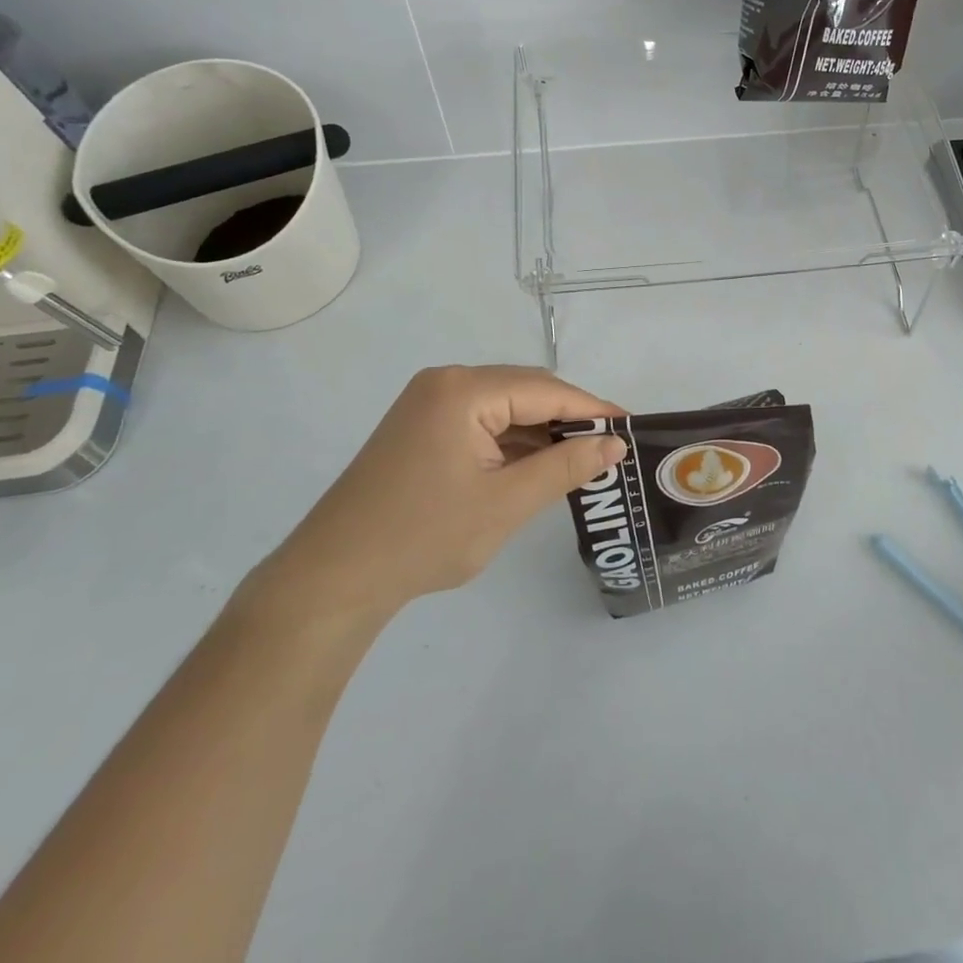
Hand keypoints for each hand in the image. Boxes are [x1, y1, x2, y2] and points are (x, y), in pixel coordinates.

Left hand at [247, 365, 625, 634]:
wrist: (331, 579)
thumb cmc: (423, 538)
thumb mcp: (506, 504)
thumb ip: (565, 467)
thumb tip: (614, 444)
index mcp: (464, 390)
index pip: (545, 389)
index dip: (592, 408)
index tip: (631, 428)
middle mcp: (446, 383)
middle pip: (525, 391)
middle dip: (568, 418)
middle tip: (610, 448)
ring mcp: (428, 404)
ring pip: (504, 407)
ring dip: (540, 432)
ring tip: (582, 460)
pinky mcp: (420, 427)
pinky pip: (481, 423)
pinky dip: (511, 442)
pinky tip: (536, 466)